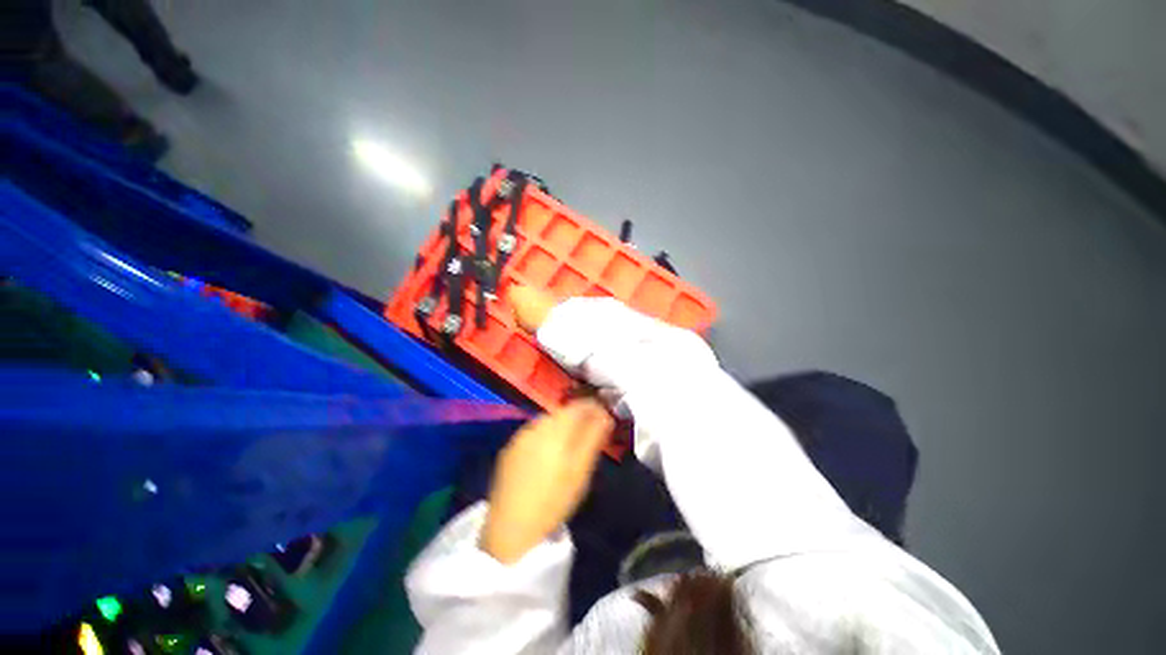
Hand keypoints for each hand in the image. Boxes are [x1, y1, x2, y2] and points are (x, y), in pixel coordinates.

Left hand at [480, 398, 614, 563]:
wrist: (510, 528)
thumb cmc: (553, 501)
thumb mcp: (580, 472)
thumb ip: (593, 439)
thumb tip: (605, 416)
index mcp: (555, 430)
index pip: (578, 406)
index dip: (593, 407)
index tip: (604, 415)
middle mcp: (536, 426)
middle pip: (562, 412)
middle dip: (578, 417)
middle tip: (589, 432)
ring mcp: (520, 436)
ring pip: (548, 420)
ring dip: (561, 425)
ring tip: (569, 443)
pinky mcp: (510, 447)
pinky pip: (534, 432)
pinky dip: (545, 434)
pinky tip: (547, 452)